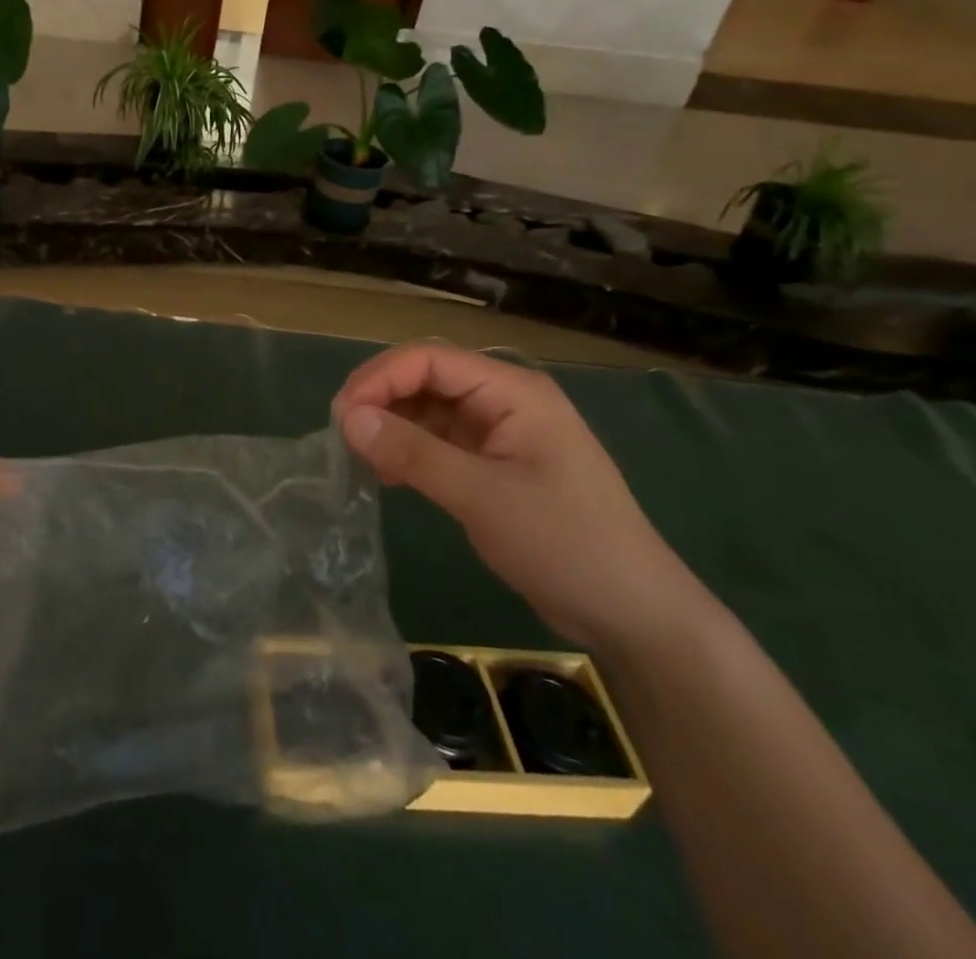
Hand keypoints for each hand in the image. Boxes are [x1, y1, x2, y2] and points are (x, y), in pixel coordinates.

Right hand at [334, 342, 709, 651]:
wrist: (634, 615)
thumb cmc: (565, 544)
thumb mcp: (482, 496)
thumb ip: (413, 453)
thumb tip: (347, 419)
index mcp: (513, 391)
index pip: (430, 359)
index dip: (380, 378)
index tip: (341, 415)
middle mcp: (505, 400)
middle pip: (427, 378)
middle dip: (382, 399)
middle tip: (343, 435)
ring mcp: (500, 432)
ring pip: (429, 410)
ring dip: (392, 426)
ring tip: (362, 459)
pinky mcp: (495, 464)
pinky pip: (440, 441)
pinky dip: (410, 451)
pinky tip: (388, 474)